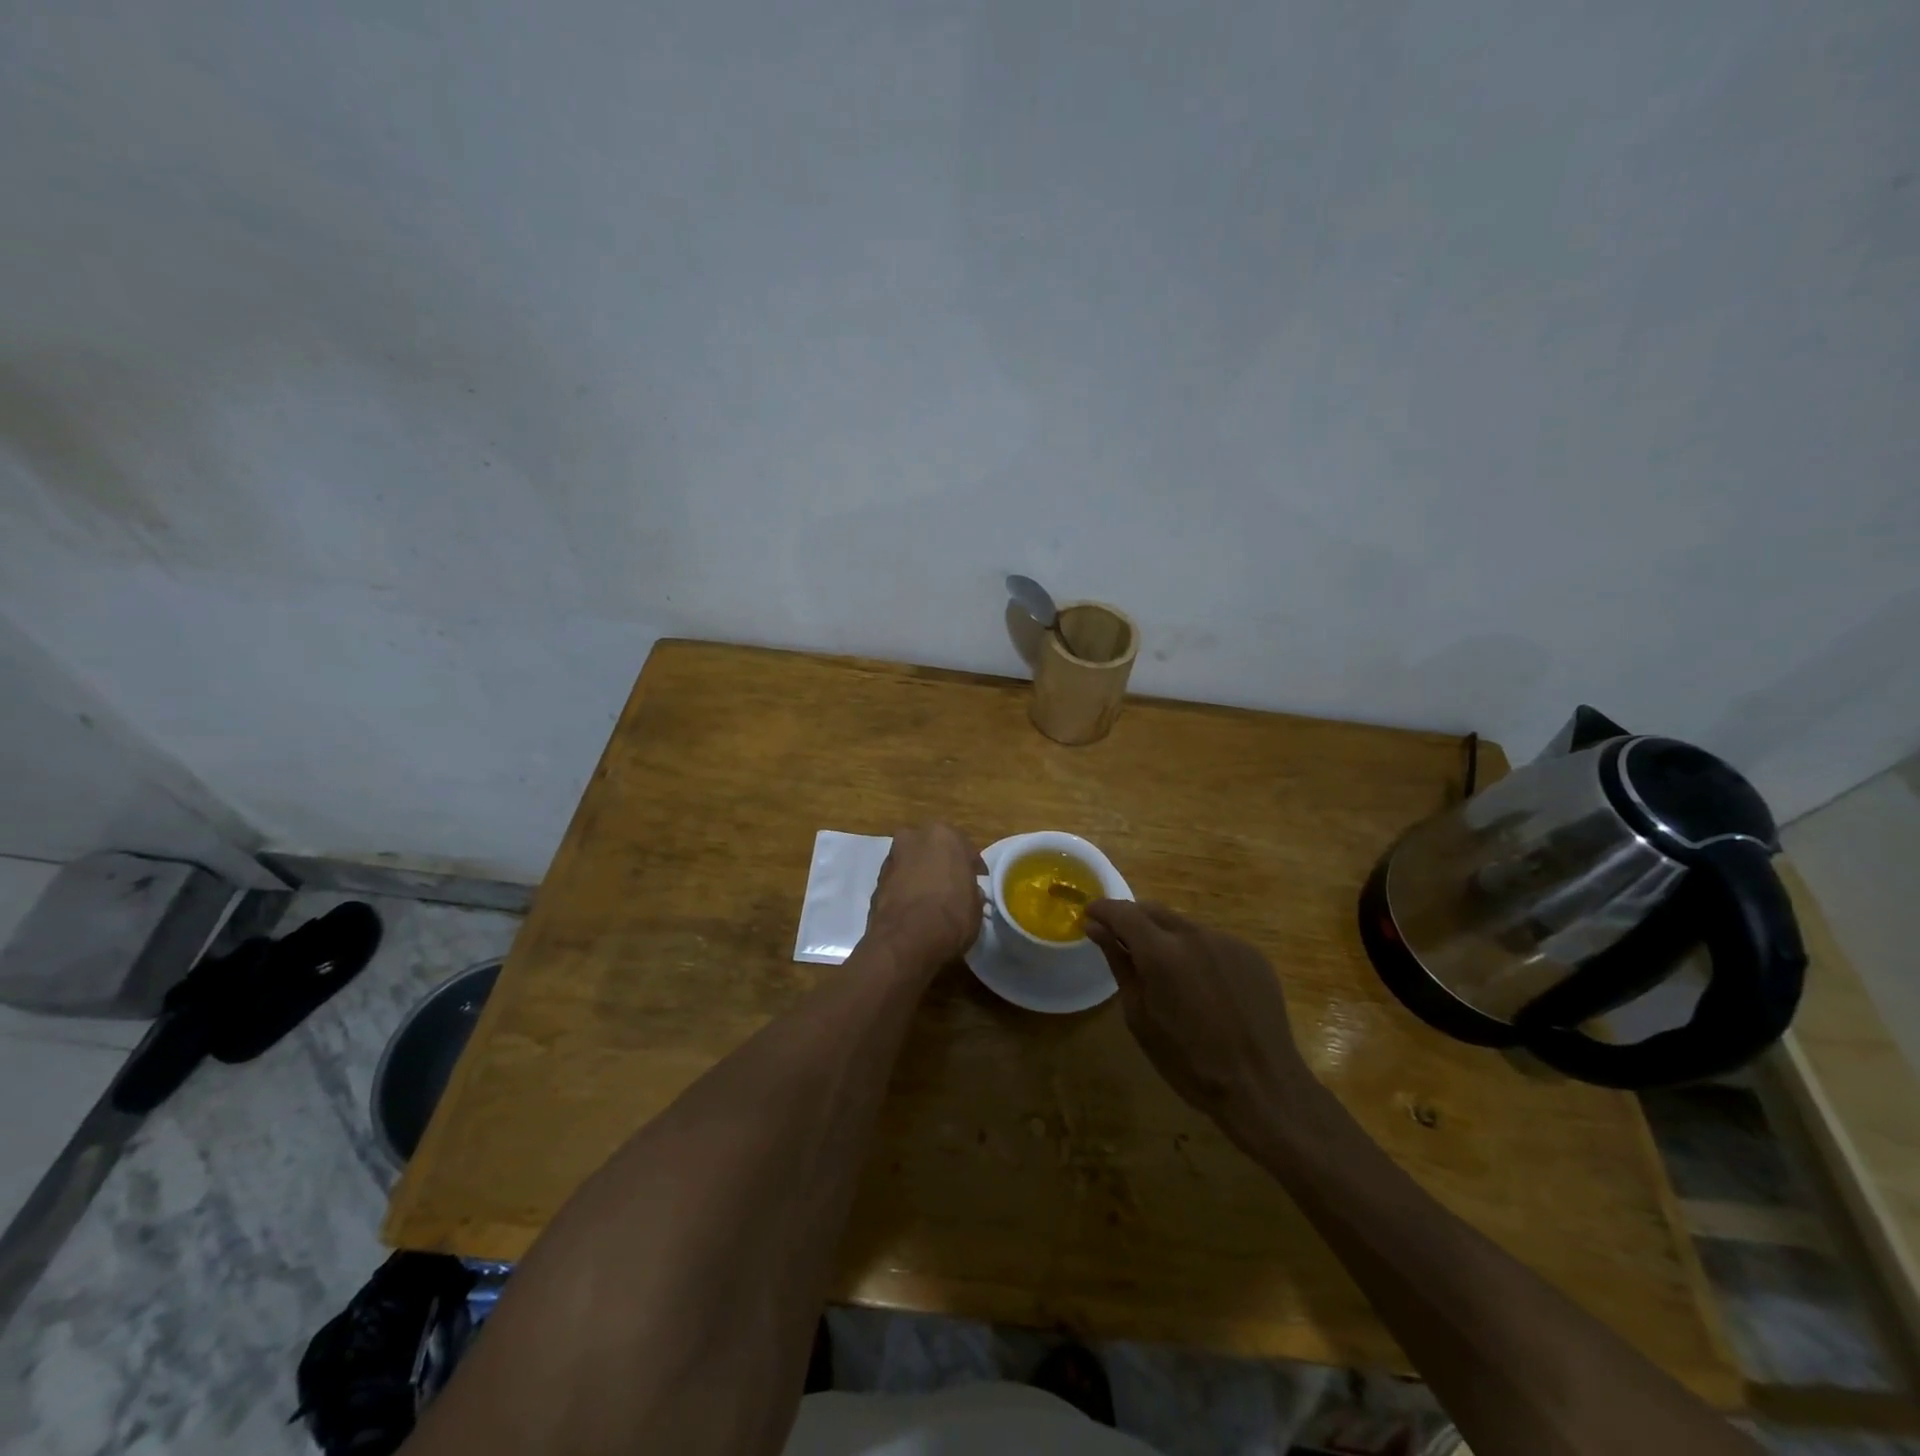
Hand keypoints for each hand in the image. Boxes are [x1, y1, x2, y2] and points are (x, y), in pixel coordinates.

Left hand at [866, 823, 986, 969]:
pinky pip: (899, 880)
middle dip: (941, 865)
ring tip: (930, 900)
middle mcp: (915, 837)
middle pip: (933, 850)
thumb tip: (968, 892)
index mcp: (945, 835)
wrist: (905, 940)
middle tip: (951, 887)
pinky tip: (913, 907)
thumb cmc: (951, 916)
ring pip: (913, 862)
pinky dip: (905, 888)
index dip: (971, 869)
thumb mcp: (976, 906)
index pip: (965, 849)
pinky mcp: (876, 879)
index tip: (976, 884)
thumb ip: (971, 890)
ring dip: (921, 875)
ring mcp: (892, 856)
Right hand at [1085, 900, 1315, 1136]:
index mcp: (1161, 952)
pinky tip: (1200, 983)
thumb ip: (1120, 964)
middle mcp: (1195, 935)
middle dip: (1132, 919)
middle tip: (1119, 940)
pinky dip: (1195, 951)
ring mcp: (1227, 941)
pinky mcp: (1251, 954)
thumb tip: (1096, 929)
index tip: (1089, 916)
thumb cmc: (1189, 1062)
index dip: (1102, 910)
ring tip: (1162, 968)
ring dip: (1165, 935)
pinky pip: (1212, 941)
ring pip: (1183, 925)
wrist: (1262, 1085)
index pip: (1123, 913)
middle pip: (1154, 910)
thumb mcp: (1140, 1017)